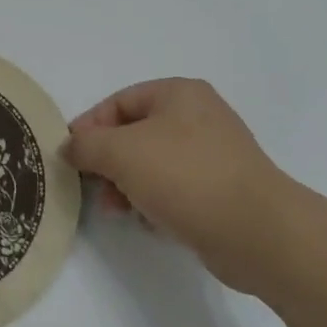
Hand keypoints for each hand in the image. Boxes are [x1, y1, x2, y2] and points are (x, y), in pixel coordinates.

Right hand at [65, 78, 316, 284]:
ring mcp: (213, 154)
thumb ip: (86, 145)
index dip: (89, 126)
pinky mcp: (220, 189)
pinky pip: (174, 188)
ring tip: (117, 210)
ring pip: (152, 164)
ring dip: (126, 185)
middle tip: (93, 188)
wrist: (256, 232)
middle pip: (134, 133)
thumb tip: (69, 148)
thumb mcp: (121, 152)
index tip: (70, 157)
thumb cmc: (185, 177)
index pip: (118, 101)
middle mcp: (198, 117)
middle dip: (107, 161)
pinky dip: (153, 201)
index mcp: (179, 94)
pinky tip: (148, 222)